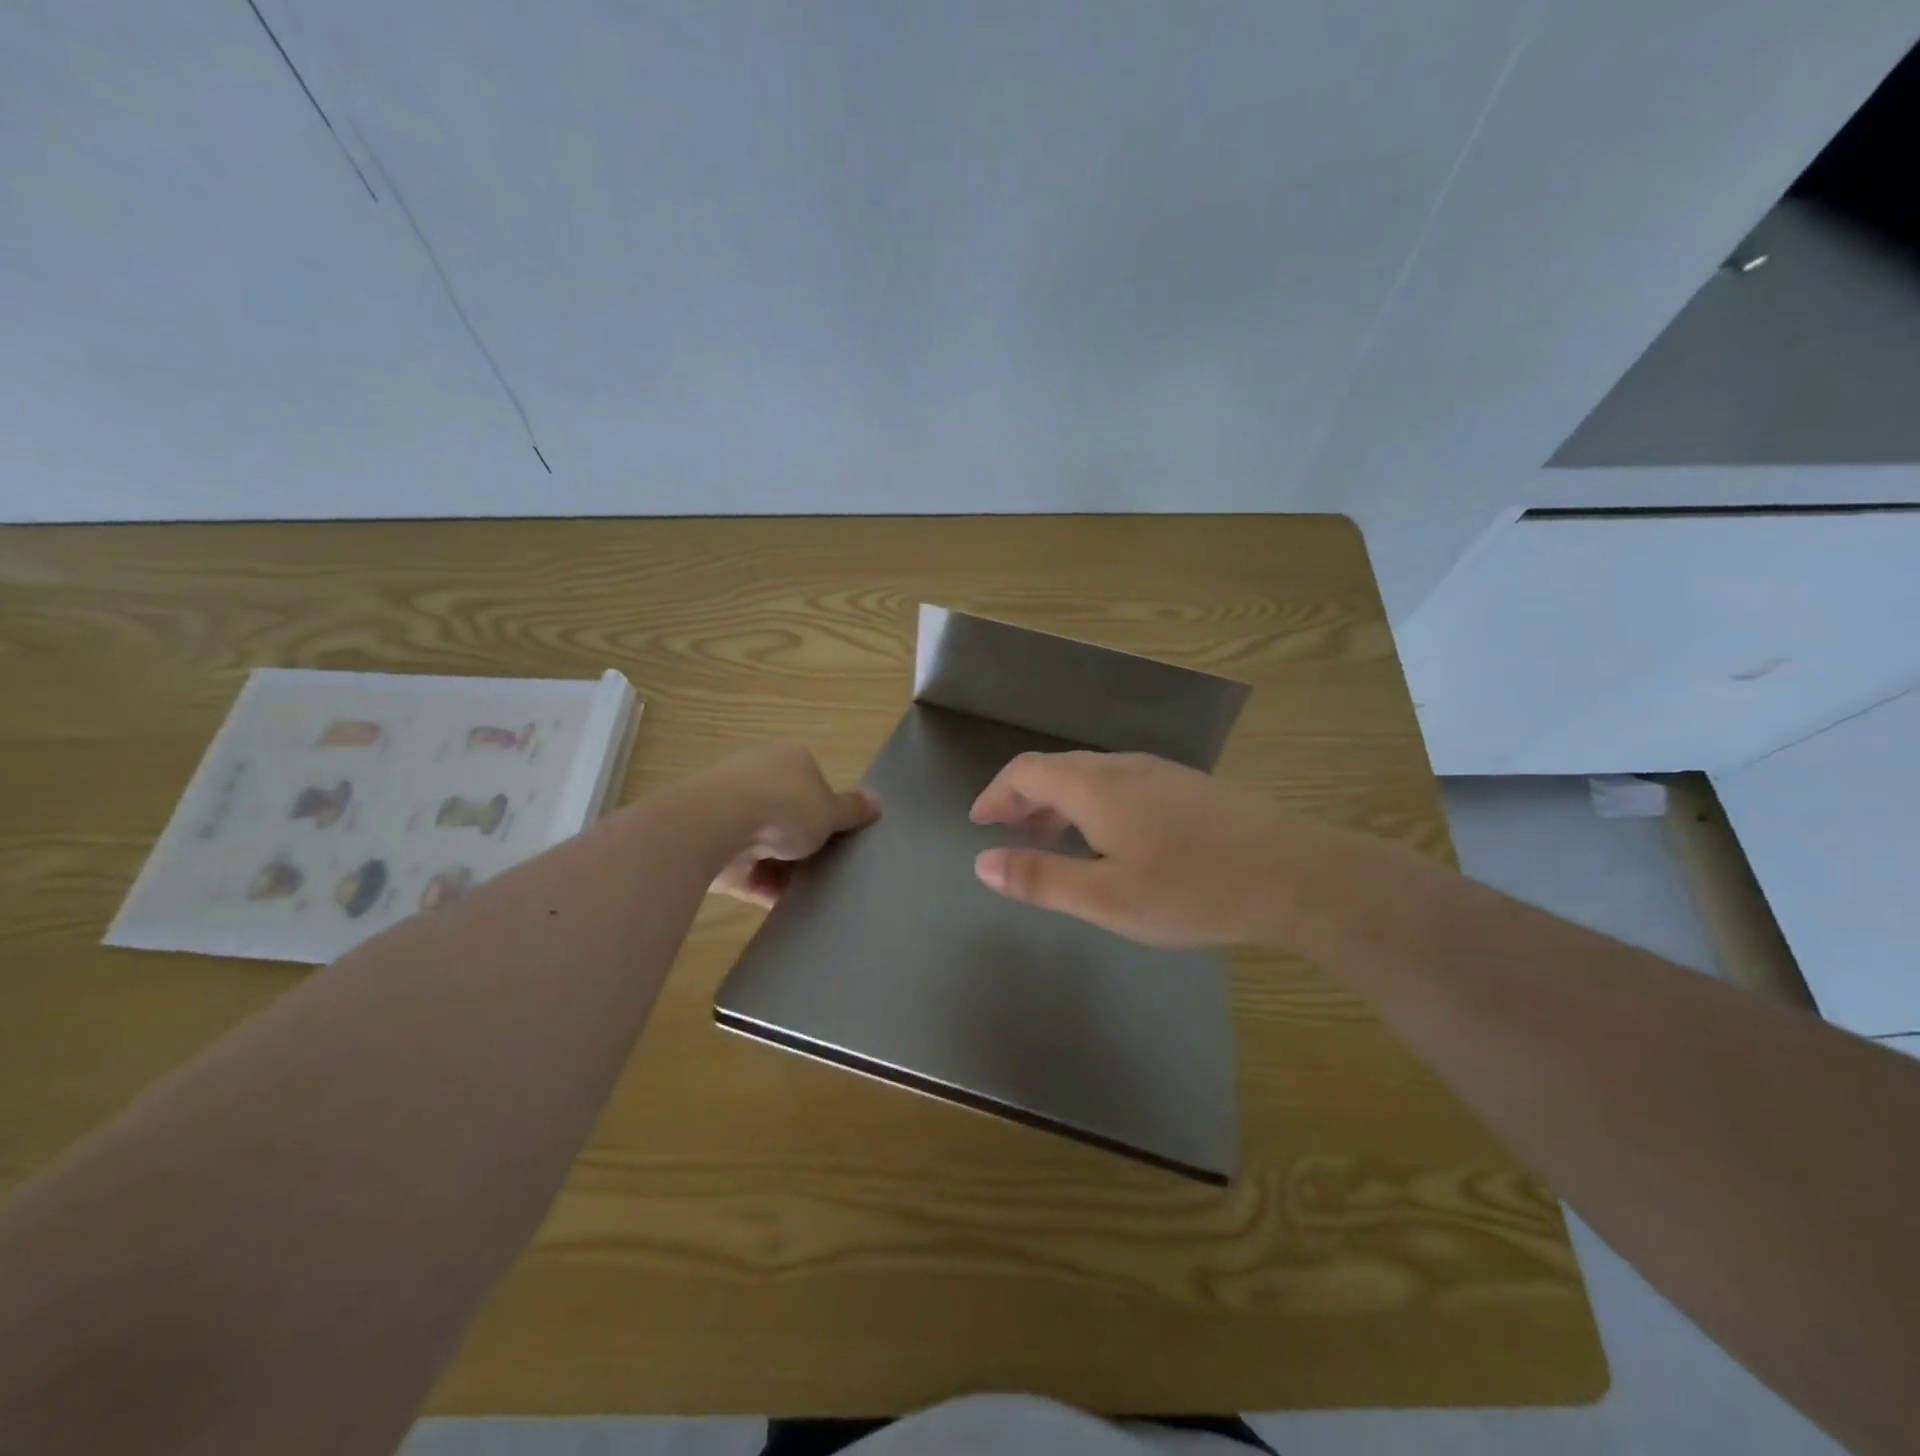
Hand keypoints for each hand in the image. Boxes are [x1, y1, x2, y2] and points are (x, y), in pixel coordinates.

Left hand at [703, 744, 879, 908]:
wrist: (717, 826)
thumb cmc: (785, 806)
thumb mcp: (830, 809)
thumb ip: (852, 809)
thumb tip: (877, 801)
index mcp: (787, 760)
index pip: (812, 782)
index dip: (828, 809)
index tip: (840, 834)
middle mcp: (756, 780)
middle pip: (788, 814)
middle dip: (805, 840)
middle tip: (830, 865)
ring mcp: (731, 814)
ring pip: (767, 845)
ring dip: (786, 867)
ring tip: (815, 892)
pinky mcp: (715, 849)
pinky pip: (749, 872)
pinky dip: (766, 888)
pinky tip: (790, 908)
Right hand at [969, 751, 1310, 948]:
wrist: (1298, 875)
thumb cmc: (1193, 889)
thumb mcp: (1106, 898)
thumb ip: (1040, 879)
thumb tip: (983, 863)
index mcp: (1095, 786)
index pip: (1026, 771)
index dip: (996, 793)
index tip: (979, 822)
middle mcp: (1124, 767)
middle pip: (1057, 769)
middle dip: (1023, 798)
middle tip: (1008, 834)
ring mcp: (1161, 773)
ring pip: (1091, 776)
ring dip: (1059, 802)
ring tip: (1050, 839)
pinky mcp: (1189, 787)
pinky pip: (1121, 784)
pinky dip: (1092, 804)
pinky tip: (1109, 840)